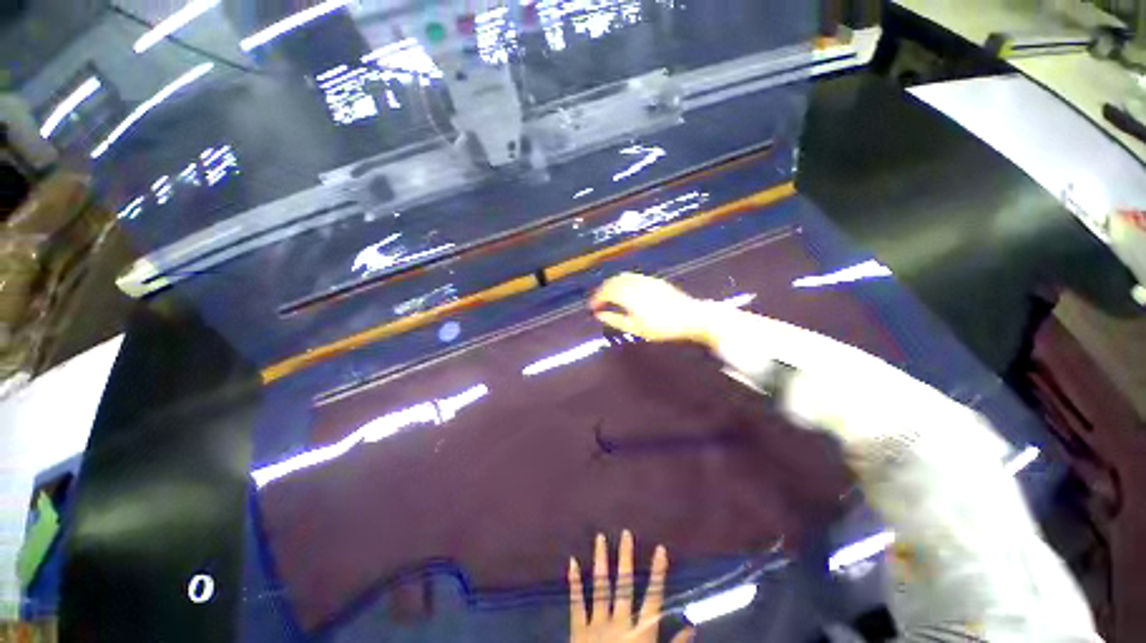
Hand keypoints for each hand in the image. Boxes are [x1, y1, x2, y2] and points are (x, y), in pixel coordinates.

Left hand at [568, 531, 692, 642]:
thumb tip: (693, 626)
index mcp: (640, 634)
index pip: (653, 598)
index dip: (658, 573)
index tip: (661, 549)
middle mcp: (619, 623)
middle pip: (624, 585)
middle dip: (625, 558)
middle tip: (625, 532)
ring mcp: (597, 625)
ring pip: (600, 587)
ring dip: (600, 561)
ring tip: (600, 537)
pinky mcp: (578, 630)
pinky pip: (576, 603)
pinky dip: (574, 582)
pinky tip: (572, 561)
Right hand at [589, 273, 709, 344]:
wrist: (691, 317)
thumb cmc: (662, 327)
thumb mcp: (636, 328)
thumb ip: (616, 320)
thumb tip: (599, 315)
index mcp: (628, 294)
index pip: (606, 292)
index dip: (596, 299)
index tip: (591, 308)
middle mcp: (635, 283)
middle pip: (613, 281)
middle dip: (602, 290)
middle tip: (598, 302)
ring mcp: (646, 280)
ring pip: (623, 277)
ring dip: (612, 285)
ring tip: (609, 297)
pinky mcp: (654, 280)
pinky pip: (633, 277)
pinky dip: (623, 282)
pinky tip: (625, 292)